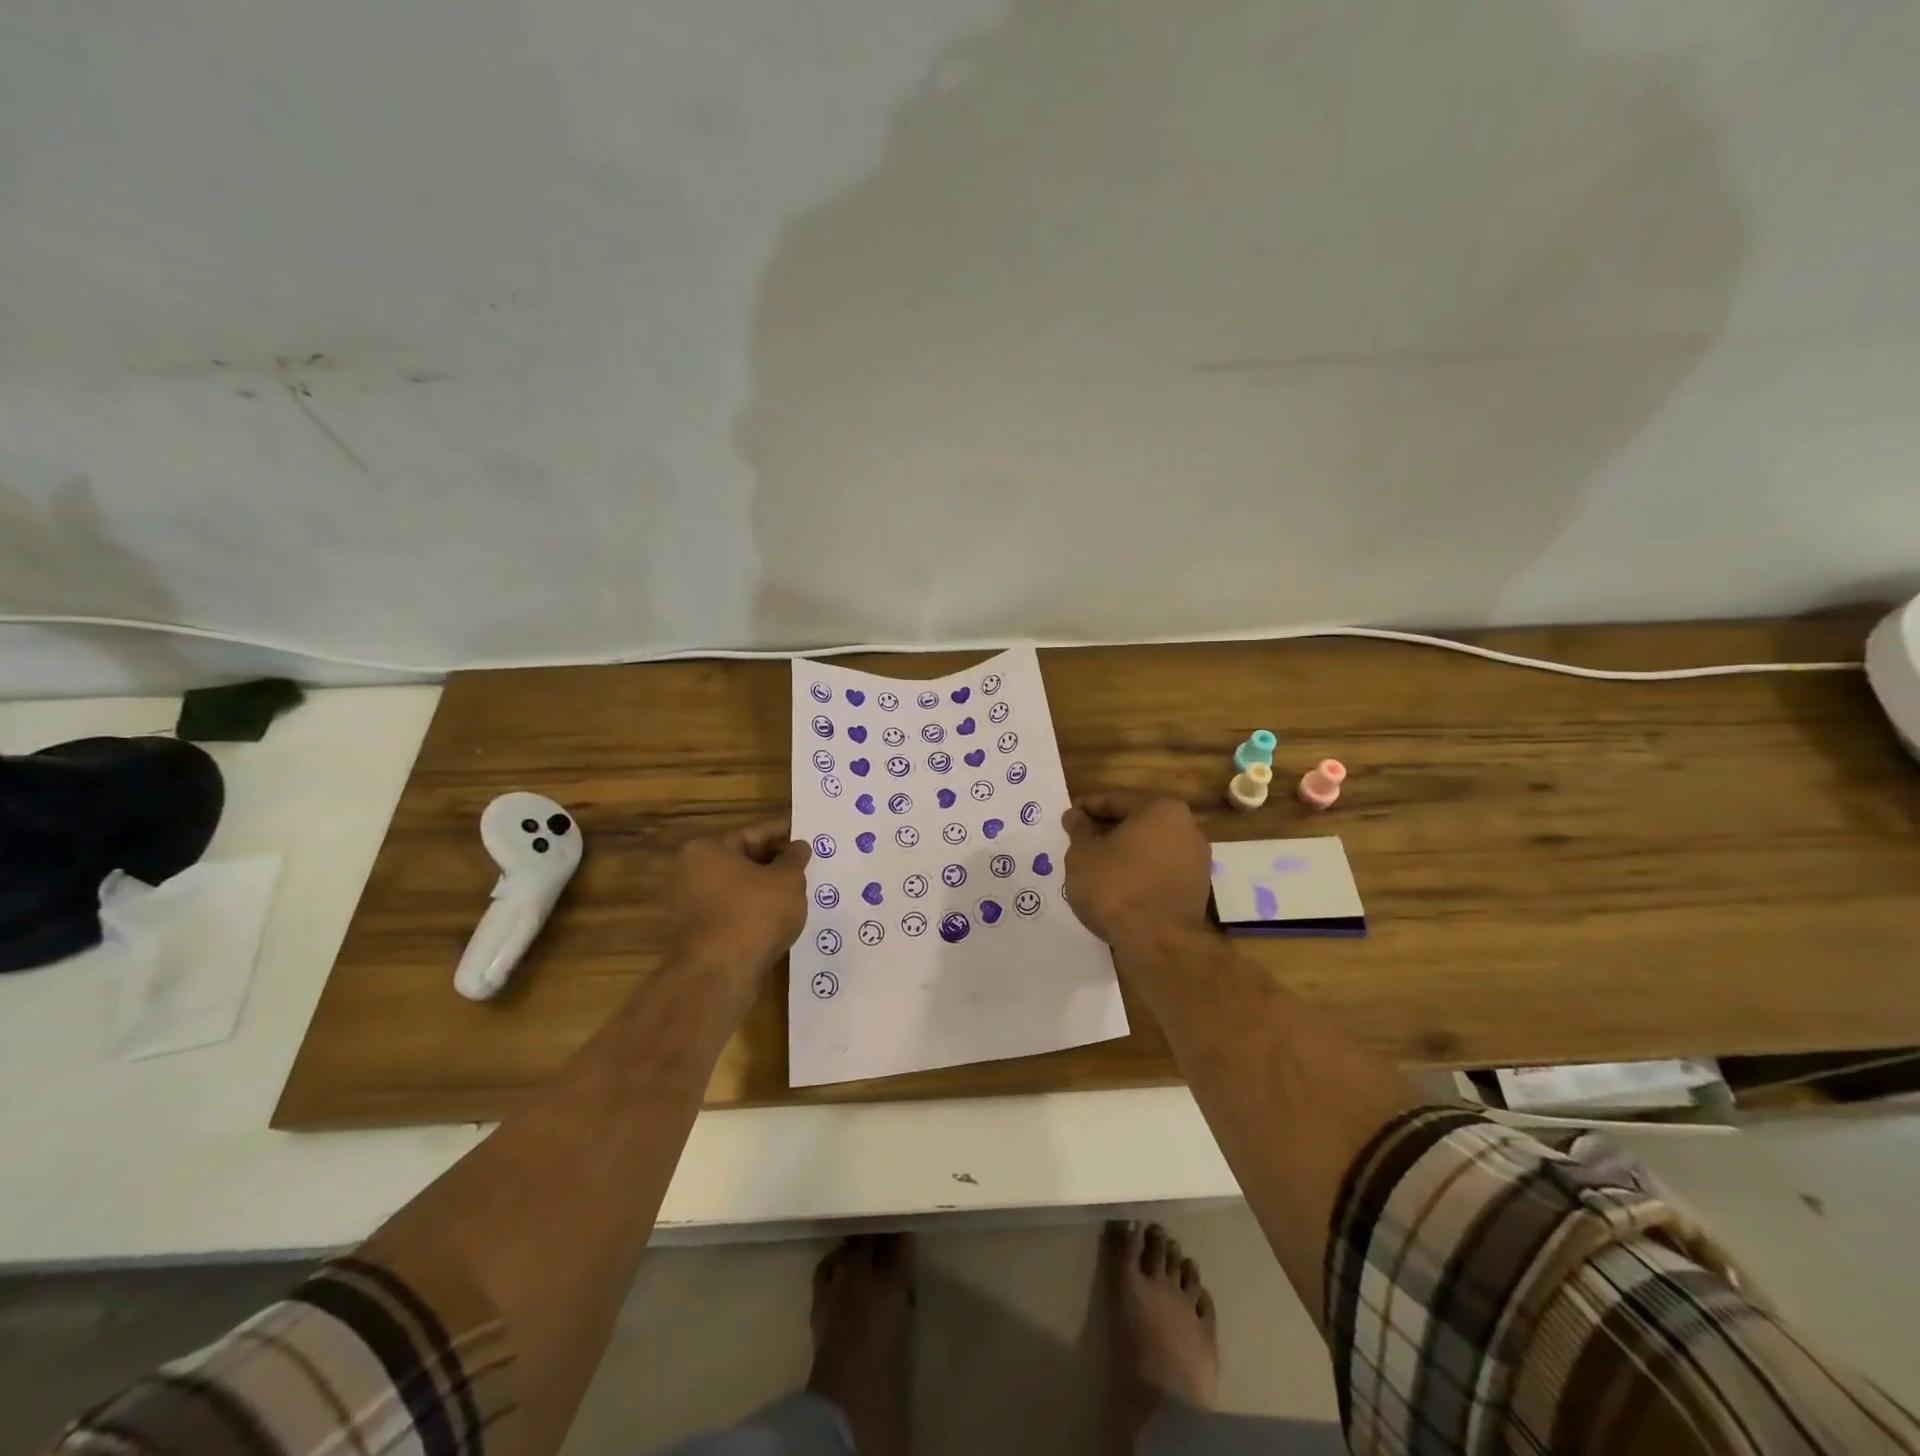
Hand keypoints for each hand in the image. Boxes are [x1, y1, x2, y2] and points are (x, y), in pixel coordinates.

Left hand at [669, 819, 810, 978]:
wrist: (720, 975)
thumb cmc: (754, 914)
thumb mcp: (787, 879)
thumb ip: (795, 858)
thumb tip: (798, 846)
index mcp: (707, 850)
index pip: (754, 832)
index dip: (784, 832)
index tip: (806, 832)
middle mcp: (691, 873)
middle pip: (743, 859)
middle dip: (776, 861)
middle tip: (807, 862)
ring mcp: (691, 906)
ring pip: (739, 888)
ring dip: (767, 888)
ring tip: (800, 889)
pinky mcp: (698, 934)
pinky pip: (734, 912)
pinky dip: (756, 910)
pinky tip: (781, 917)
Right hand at [1062, 793, 1212, 946]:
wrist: (1159, 943)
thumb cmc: (1116, 887)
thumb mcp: (1083, 855)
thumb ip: (1079, 830)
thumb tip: (1075, 816)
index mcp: (1162, 809)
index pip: (1116, 801)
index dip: (1087, 809)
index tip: (1068, 819)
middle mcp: (1187, 828)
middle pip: (1137, 823)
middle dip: (1108, 831)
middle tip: (1080, 842)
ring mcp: (1197, 861)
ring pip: (1150, 849)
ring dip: (1125, 855)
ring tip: (1096, 868)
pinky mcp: (1197, 890)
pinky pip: (1160, 873)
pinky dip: (1139, 875)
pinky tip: (1118, 888)